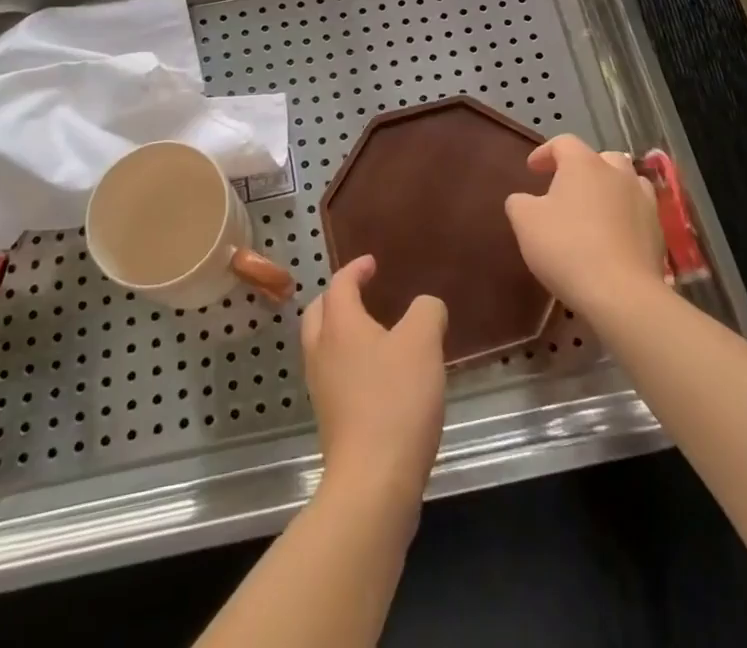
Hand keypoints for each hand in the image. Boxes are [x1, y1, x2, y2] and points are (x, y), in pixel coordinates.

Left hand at [301, 256, 447, 522]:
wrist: (373, 483)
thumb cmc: (396, 401)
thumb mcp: (423, 343)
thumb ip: (427, 312)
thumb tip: (426, 307)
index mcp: (339, 325)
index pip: (339, 284)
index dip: (355, 269)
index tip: (372, 263)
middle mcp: (322, 352)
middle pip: (319, 313)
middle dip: (337, 298)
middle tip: (361, 293)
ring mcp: (321, 389)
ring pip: (322, 346)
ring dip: (340, 332)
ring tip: (372, 334)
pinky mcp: (330, 421)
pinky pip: (333, 376)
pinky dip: (348, 363)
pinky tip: (377, 377)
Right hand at [505, 134, 665, 316]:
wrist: (622, 294)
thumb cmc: (567, 247)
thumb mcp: (525, 222)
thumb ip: (519, 203)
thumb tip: (524, 200)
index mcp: (584, 164)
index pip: (563, 143)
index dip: (545, 153)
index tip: (532, 169)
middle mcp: (618, 174)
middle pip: (601, 158)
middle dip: (583, 168)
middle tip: (566, 188)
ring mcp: (644, 202)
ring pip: (626, 183)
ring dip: (610, 190)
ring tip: (594, 210)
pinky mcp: (658, 232)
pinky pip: (638, 214)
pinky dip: (625, 218)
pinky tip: (612, 238)